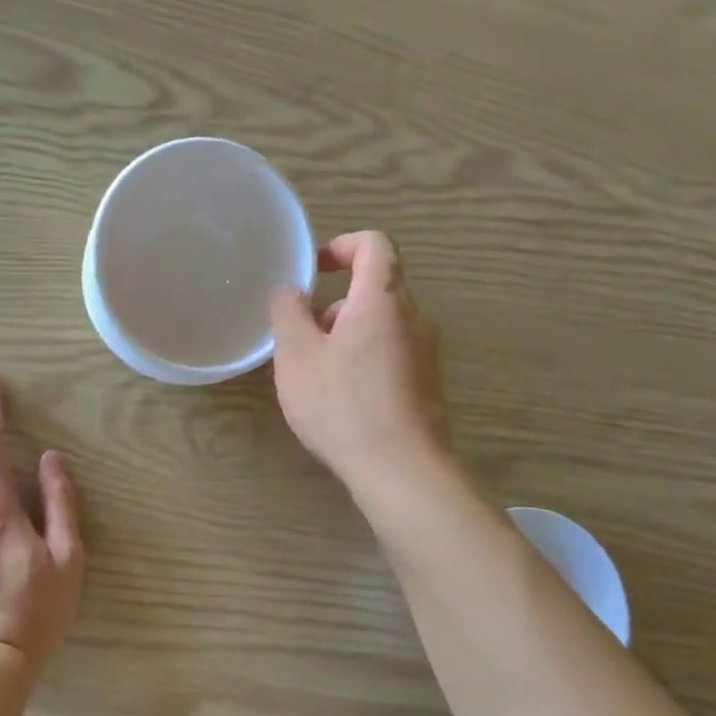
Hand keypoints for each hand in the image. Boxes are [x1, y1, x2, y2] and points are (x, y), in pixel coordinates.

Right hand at [269, 231, 449, 491]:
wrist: (402, 471)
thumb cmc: (343, 405)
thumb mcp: (297, 356)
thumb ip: (289, 313)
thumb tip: (292, 291)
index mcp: (383, 300)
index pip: (375, 245)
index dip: (342, 246)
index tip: (314, 272)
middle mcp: (413, 319)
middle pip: (376, 288)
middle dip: (335, 304)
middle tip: (303, 338)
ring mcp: (426, 354)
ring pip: (382, 324)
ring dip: (346, 335)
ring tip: (317, 375)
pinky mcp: (427, 385)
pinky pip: (392, 353)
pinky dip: (364, 359)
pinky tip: (342, 400)